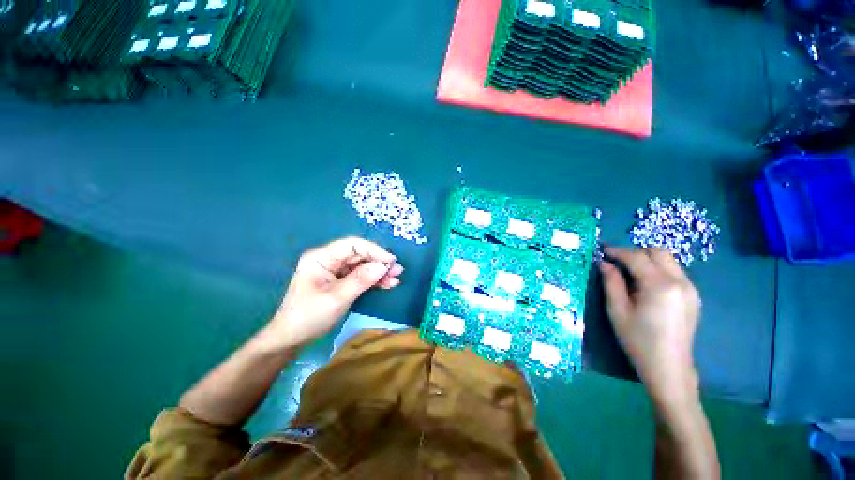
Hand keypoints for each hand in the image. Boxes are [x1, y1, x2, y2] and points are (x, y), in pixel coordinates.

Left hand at [267, 237, 402, 347]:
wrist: (291, 339)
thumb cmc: (309, 317)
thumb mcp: (337, 298)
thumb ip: (361, 279)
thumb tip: (384, 265)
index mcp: (322, 257)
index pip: (353, 245)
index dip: (374, 250)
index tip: (391, 261)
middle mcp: (329, 259)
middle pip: (359, 254)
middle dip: (379, 262)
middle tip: (398, 271)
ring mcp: (335, 270)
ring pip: (362, 265)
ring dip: (379, 271)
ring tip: (395, 279)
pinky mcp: (340, 281)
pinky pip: (360, 275)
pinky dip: (373, 279)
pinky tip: (387, 284)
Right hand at [600, 247, 700, 405]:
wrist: (669, 367)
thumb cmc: (638, 340)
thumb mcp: (617, 310)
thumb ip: (611, 282)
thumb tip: (604, 263)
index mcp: (659, 286)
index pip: (637, 257)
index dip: (617, 251)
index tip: (602, 251)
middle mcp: (680, 282)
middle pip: (658, 251)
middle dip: (634, 252)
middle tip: (616, 262)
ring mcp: (690, 288)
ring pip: (668, 260)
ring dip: (647, 260)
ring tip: (629, 273)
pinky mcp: (693, 296)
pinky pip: (674, 271)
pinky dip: (657, 269)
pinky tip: (646, 285)